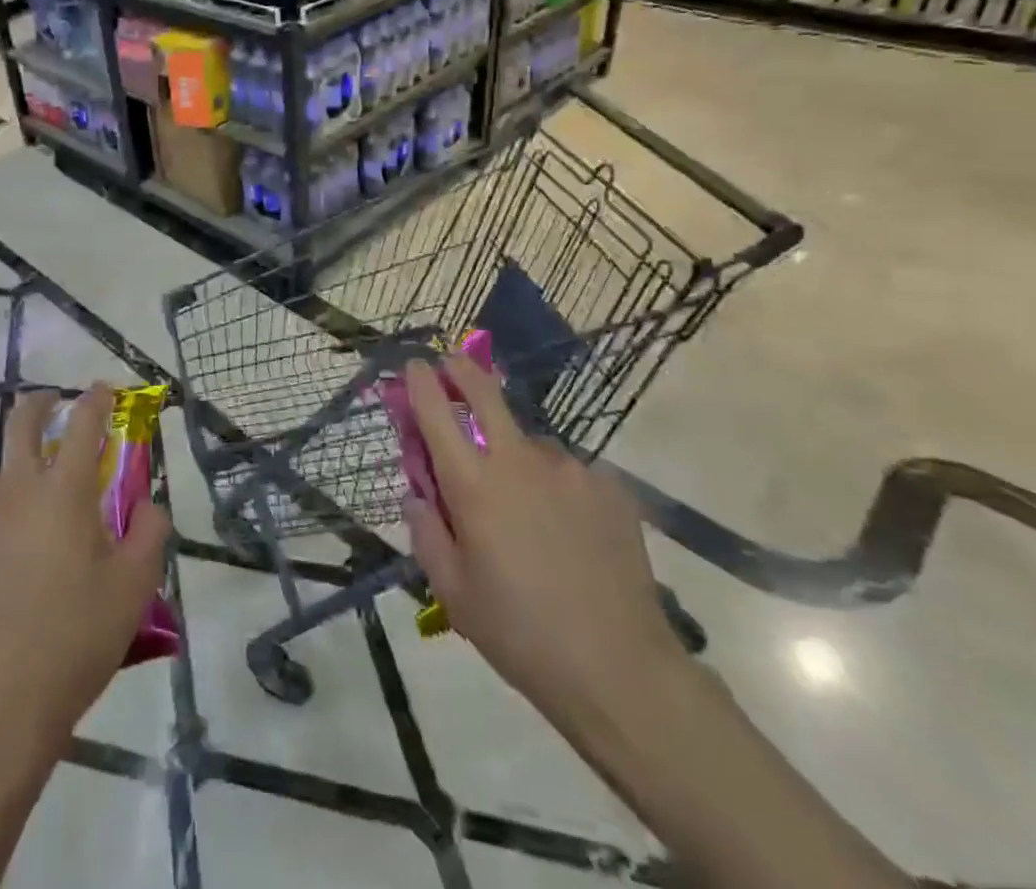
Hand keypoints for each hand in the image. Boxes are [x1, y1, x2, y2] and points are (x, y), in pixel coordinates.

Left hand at [0, 383, 170, 754]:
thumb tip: (148, 506)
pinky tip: (13, 562)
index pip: (83, 423)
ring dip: (20, 468)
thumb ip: (150, 533)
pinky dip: (1, 521)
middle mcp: (16, 493)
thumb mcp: (134, 587)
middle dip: (40, 403)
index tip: (104, 389)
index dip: (96, 399)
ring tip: (42, 499)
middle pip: (20, 424)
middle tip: (55, 403)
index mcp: (64, 492)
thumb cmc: (74, 640)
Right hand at [401, 355, 679, 727]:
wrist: (620, 669)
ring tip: (526, 509)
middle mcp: (518, 460)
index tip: (415, 365)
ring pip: (528, 442)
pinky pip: (567, 473)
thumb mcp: (452, 591)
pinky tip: (566, 530)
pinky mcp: (608, 487)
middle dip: (461, 370)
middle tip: (451, 365)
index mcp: (473, 484)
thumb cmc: (519, 632)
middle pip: (484, 392)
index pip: (436, 410)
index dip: (421, 380)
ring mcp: (569, 469)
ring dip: (514, 453)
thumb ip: (425, 531)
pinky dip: (554, 486)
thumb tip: (416, 493)